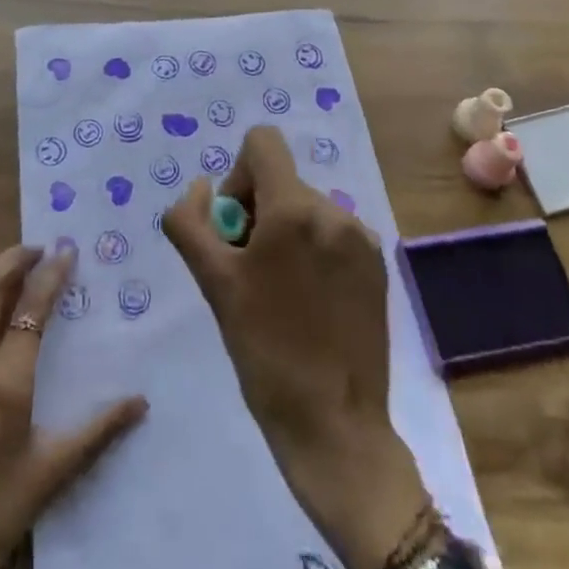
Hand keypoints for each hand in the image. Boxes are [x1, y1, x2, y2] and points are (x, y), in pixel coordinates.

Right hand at [164, 127, 427, 568]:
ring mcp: (362, 239)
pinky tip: (307, 303)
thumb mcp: (213, 283)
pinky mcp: (378, 266)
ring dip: (282, 235)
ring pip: (304, 208)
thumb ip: (190, 221)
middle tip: (248, 274)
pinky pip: (330, 233)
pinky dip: (310, 252)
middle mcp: (335, 211)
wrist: (335, 426)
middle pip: (280, 180)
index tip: (235, 231)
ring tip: (278, 294)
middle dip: (256, 214)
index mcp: (296, 209)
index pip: (262, 142)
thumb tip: (201, 187)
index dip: (236, 176)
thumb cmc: (264, 352)